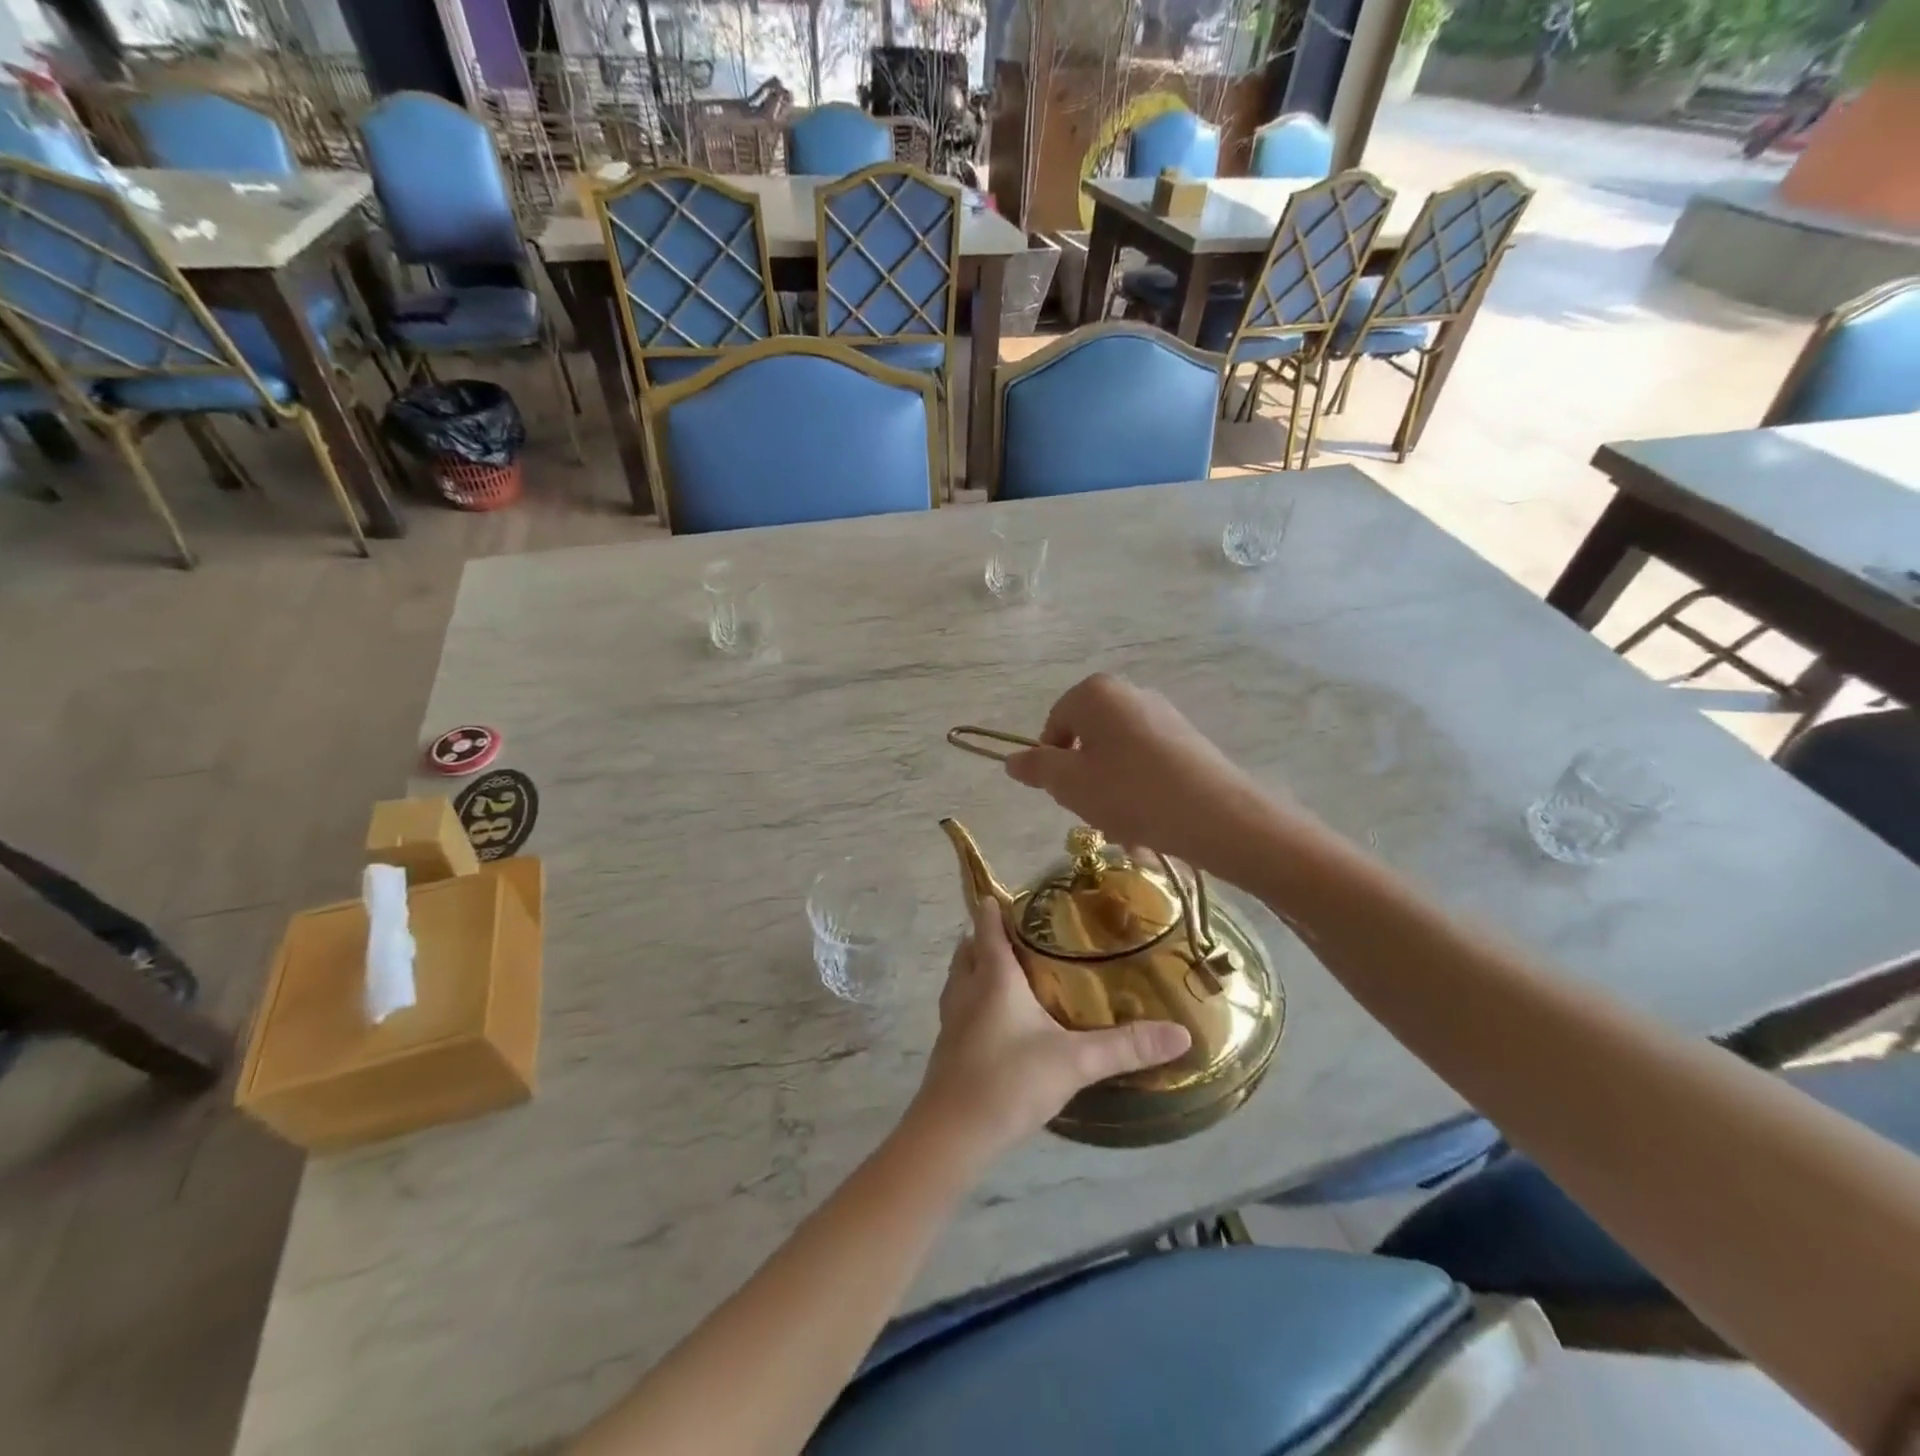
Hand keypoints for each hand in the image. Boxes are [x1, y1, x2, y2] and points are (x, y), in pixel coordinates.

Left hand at [911, 899, 1190, 1161]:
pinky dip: (974, 998)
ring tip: (1012, 971)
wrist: (951, 1135)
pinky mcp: (947, 1047)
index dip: (996, 906)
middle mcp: (966, 989)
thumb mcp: (1075, 1062)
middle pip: (969, 947)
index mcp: (993, 976)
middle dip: (988, 935)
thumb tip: (1181, 1033)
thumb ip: (1126, 1046)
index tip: (1017, 896)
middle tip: (1023, 935)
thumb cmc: (1009, 1082)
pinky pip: (959, 1006)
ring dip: (978, 966)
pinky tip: (999, 1020)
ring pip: (960, 977)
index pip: (987, 925)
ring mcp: (951, 1019)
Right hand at [1003, 674, 1266, 873]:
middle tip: (1092, 812)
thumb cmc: (1128, 792)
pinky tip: (1148, 822)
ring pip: (1116, 757)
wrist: (1215, 815)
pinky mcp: (1186, 740)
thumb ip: (1036, 768)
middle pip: (1087, 740)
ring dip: (1110, 792)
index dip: (1051, 763)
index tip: (1063, 795)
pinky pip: (1146, 765)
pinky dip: (1138, 791)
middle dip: (1083, 779)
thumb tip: (1011, 759)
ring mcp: (1162, 715)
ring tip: (1123, 826)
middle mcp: (1129, 692)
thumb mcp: (1069, 784)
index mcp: (1096, 692)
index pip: (1054, 725)